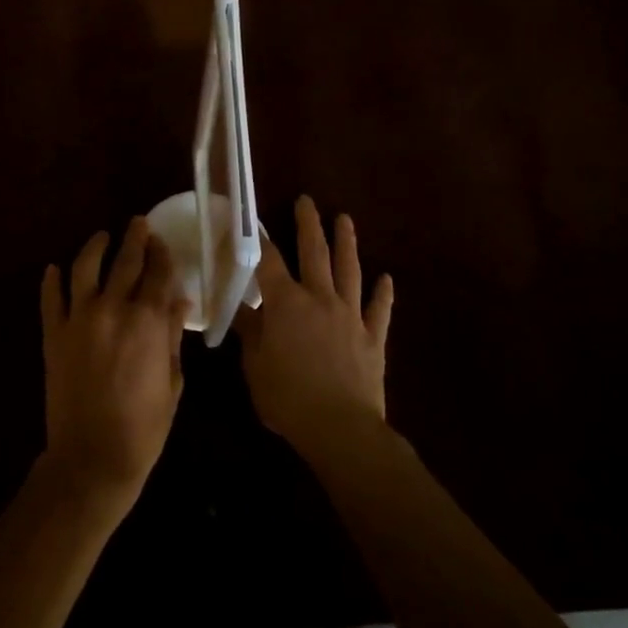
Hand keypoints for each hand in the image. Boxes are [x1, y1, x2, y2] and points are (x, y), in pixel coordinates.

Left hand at [39, 217, 190, 501]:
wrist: (93, 458)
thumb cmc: (145, 425)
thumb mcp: (172, 380)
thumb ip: (172, 335)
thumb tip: (179, 300)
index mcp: (147, 320)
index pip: (157, 272)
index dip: (161, 253)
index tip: (161, 240)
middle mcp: (112, 309)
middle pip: (125, 260)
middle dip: (134, 238)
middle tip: (137, 223)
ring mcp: (78, 319)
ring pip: (84, 268)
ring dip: (94, 247)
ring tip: (101, 238)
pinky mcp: (53, 335)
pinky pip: (50, 298)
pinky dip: (52, 281)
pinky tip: (54, 269)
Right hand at [237, 195, 393, 457]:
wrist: (341, 427)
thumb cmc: (288, 397)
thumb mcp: (255, 365)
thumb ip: (249, 331)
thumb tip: (240, 306)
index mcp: (286, 303)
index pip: (269, 262)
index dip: (259, 240)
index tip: (252, 221)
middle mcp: (320, 299)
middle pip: (314, 253)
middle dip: (308, 225)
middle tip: (307, 200)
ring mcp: (350, 315)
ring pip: (349, 270)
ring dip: (347, 243)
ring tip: (345, 220)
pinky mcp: (373, 337)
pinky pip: (379, 310)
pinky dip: (383, 293)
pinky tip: (387, 279)